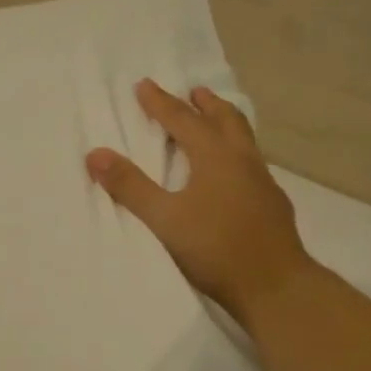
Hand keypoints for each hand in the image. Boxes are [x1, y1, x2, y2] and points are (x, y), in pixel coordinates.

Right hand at [87, 80, 315, 330]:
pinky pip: (253, 164)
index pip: (183, 120)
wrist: (275, 286)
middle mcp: (243, 161)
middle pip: (226, 120)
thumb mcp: (165, 219)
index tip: (144, 85)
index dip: (161, 103)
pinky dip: (238, 154)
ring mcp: (264, 182)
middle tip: (194, 92)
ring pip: (244, 140)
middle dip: (206, 104)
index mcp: (216, 157)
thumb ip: (131, 187)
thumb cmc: (216, 249)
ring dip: (226, 124)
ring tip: (216, 123)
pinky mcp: (274, 205)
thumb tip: (95, 154)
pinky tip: (234, 174)